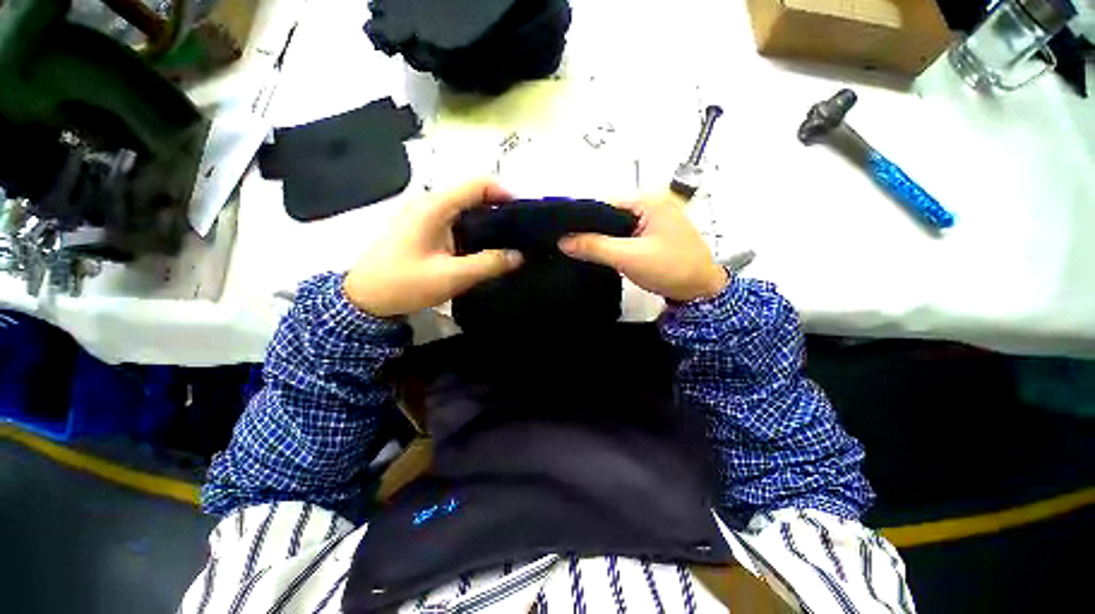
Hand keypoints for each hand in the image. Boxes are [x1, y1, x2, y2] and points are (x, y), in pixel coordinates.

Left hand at [344, 178, 522, 316]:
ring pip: (467, 209)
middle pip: (474, 195)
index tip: (525, 215)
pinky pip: (458, 221)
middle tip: (521, 233)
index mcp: (435, 206)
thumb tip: (519, 255)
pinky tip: (487, 248)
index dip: (505, 194)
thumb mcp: (451, 276)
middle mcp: (431, 203)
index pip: (478, 184)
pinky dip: (477, 230)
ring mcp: (427, 215)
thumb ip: (488, 264)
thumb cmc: (404, 284)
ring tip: (509, 242)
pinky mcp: (426, 229)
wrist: (365, 298)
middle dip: (500, 210)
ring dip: (489, 222)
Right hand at [558, 191, 726, 301]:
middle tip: (570, 246)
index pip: (604, 203)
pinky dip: (614, 243)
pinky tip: (602, 253)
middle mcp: (651, 202)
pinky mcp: (653, 232)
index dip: (582, 220)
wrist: (701, 291)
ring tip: (583, 251)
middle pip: (609, 213)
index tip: (563, 235)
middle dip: (592, 230)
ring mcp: (653, 217)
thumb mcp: (629, 257)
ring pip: (616, 225)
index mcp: (649, 199)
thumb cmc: (672, 269)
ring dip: (602, 238)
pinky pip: (625, 233)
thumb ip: (595, 247)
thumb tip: (564, 241)